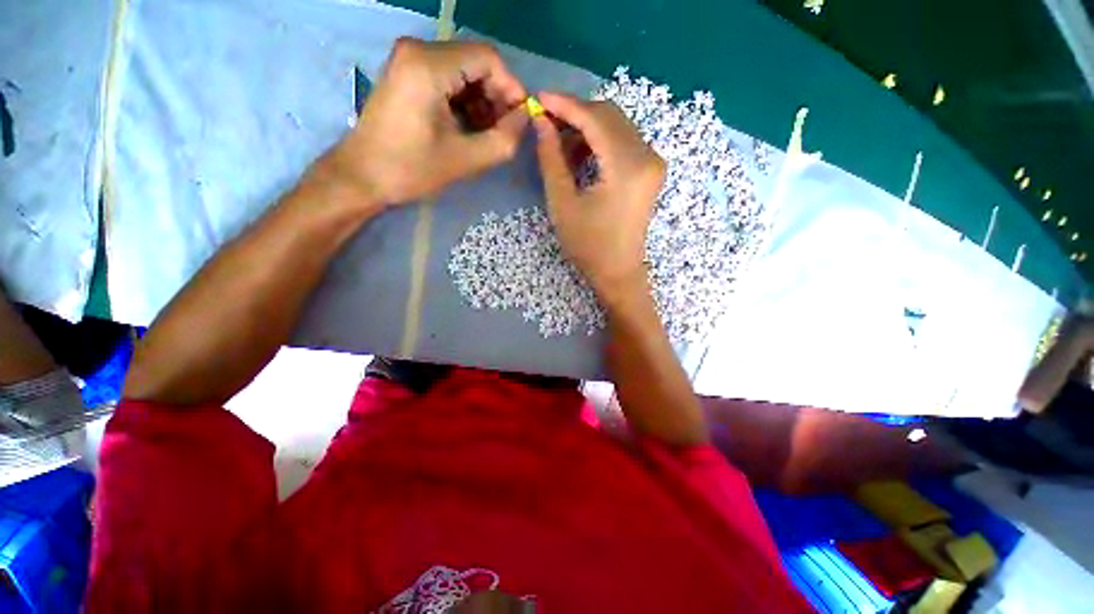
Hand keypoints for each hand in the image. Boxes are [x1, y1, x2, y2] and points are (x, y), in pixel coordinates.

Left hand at [330, 38, 527, 210]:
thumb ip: (505, 139)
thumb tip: (526, 117)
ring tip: (488, 134)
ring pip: (464, 71)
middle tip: (505, 131)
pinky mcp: (407, 73)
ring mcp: (409, 59)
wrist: (363, 176)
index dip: (511, 88)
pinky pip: (448, 78)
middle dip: (497, 96)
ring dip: (483, 101)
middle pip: (476, 62)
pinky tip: (469, 128)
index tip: (520, 120)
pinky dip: (465, 101)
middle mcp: (418, 50)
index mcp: (429, 65)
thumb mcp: (466, 159)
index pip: (488, 58)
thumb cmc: (411, 169)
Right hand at [532, 92, 664, 301]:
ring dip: (587, 128)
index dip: (566, 105)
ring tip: (560, 143)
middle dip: (576, 114)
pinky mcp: (650, 170)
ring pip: (617, 126)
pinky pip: (623, 141)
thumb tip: (541, 121)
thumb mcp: (562, 203)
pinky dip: (600, 141)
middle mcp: (648, 156)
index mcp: (628, 167)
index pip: (596, 118)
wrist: (618, 271)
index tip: (539, 99)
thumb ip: (551, 158)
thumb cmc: (588, 245)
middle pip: (609, 115)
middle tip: (547, 123)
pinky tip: (580, 154)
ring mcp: (653, 163)